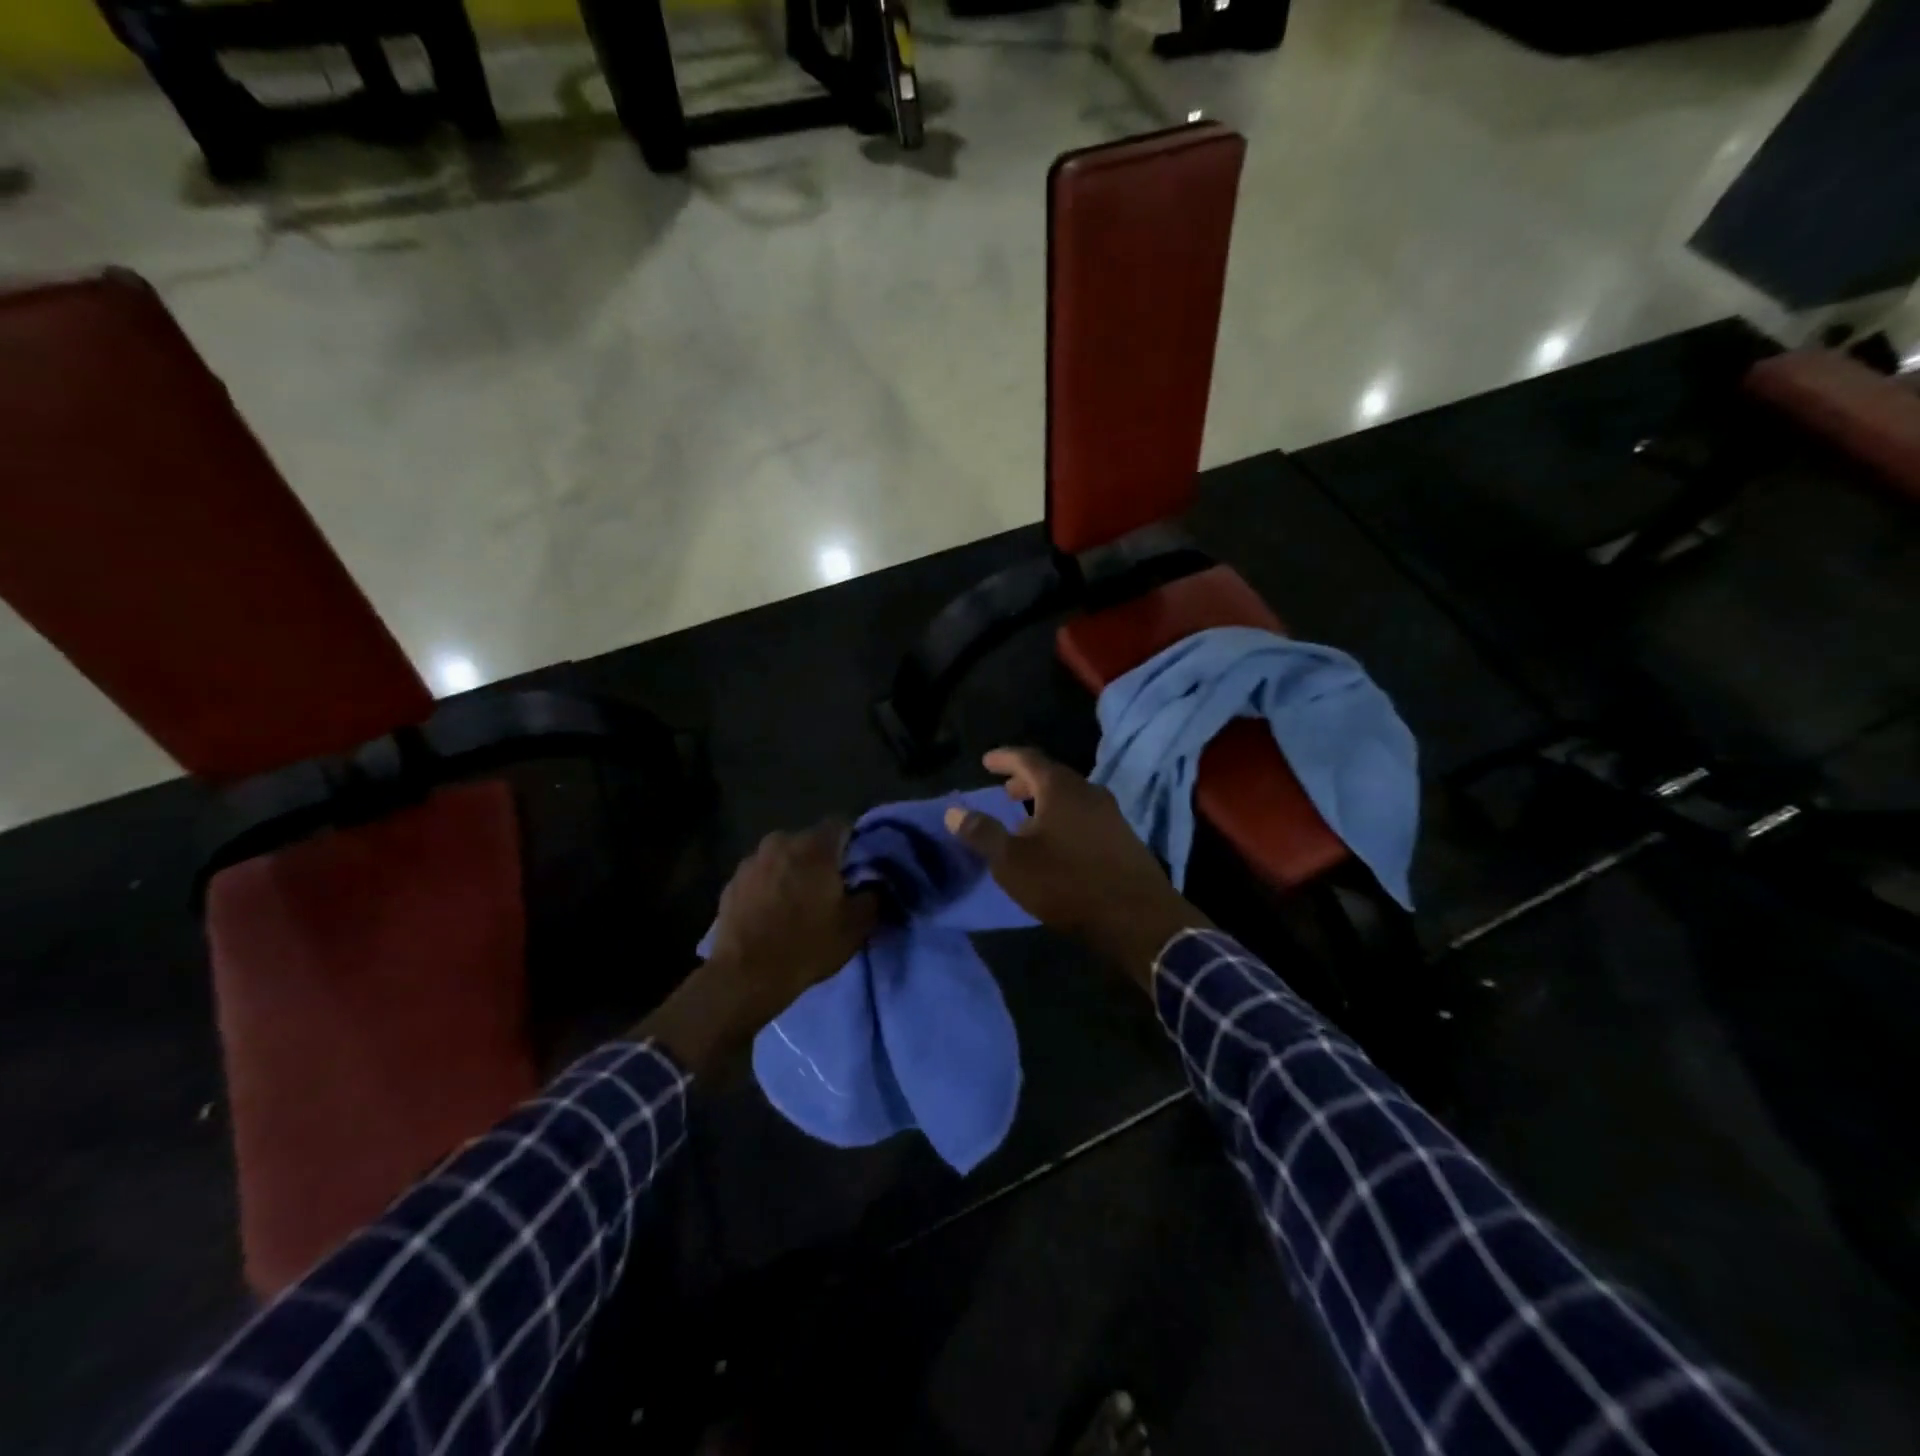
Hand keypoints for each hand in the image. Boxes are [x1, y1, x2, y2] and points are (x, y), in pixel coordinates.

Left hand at [638, 822, 877, 1073]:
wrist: (745, 977)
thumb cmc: (807, 946)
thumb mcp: (856, 927)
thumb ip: (872, 896)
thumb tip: (875, 884)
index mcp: (814, 847)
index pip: (840, 825)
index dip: (851, 844)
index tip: (855, 868)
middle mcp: (781, 842)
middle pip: (809, 842)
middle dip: (820, 860)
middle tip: (828, 889)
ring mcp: (751, 861)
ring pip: (782, 858)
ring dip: (791, 872)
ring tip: (797, 903)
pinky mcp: (731, 883)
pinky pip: (760, 877)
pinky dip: (768, 887)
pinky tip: (771, 914)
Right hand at [944, 748, 1209, 989]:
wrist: (1136, 917)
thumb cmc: (1067, 883)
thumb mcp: (1012, 862)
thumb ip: (982, 833)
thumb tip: (953, 811)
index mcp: (1060, 788)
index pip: (1027, 758)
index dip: (1004, 758)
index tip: (986, 762)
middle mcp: (1089, 791)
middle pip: (1052, 776)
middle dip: (1025, 782)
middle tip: (1005, 792)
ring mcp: (1111, 813)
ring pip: (1071, 797)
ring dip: (1045, 802)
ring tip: (1026, 821)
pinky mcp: (1124, 837)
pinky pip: (1086, 815)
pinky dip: (1064, 818)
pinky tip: (1057, 843)